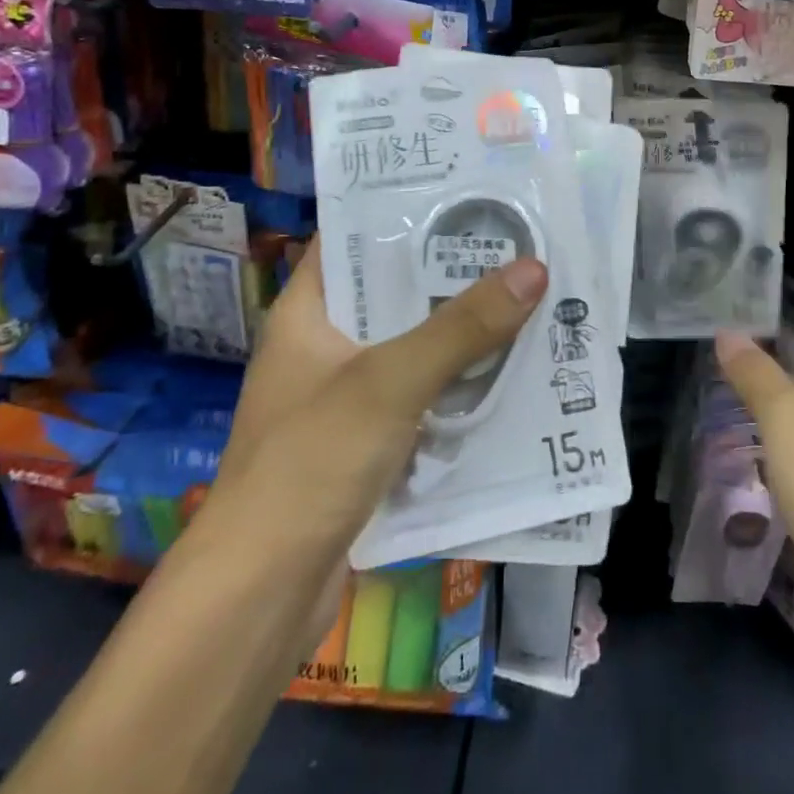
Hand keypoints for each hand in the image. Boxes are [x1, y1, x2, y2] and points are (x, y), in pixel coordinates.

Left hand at [210, 235, 548, 574]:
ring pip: (409, 348)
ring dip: (458, 334)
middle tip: (514, 244)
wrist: (259, 598)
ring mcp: (341, 399)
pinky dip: (453, 386)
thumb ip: (462, 327)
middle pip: (391, 295)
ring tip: (523, 298)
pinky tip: (504, 373)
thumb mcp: (391, 382)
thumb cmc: (311, 463)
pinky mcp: (362, 445)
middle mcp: (321, 348)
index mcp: (305, 314)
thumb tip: (534, 268)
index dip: (402, 212)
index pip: (351, 240)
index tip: (464, 194)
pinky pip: (417, 398)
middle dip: (449, 275)